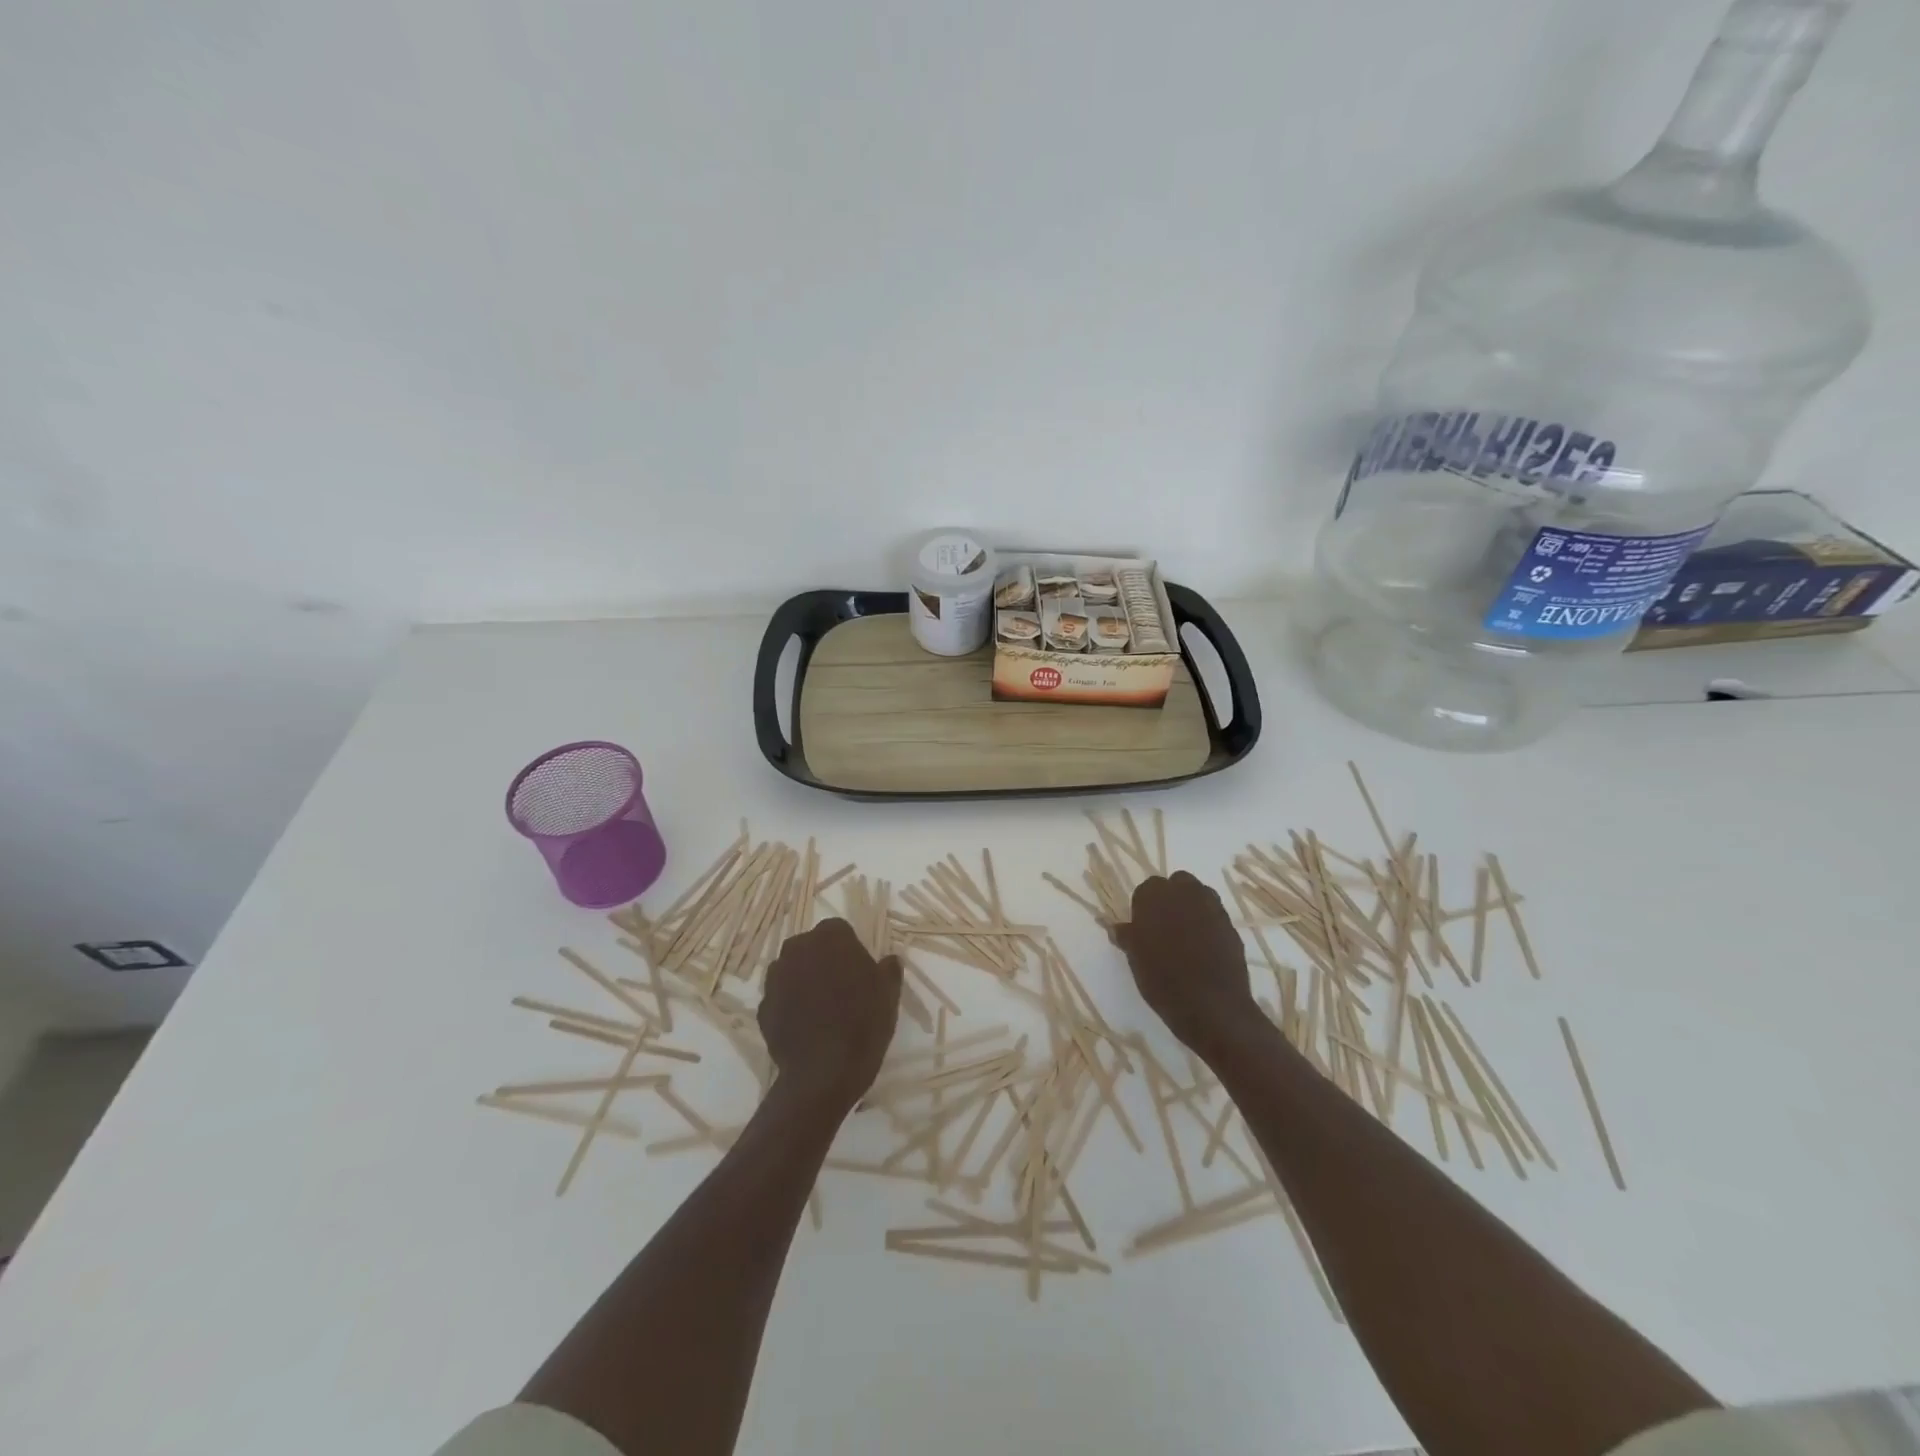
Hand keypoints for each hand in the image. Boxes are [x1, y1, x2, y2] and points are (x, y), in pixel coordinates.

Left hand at [759, 918, 902, 1109]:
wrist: (824, 1073)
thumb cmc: (863, 1024)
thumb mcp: (889, 995)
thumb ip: (888, 970)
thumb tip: (889, 960)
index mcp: (830, 937)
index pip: (839, 930)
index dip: (849, 950)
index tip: (859, 971)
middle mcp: (798, 949)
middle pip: (811, 947)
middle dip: (822, 961)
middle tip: (841, 988)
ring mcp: (776, 978)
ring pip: (792, 971)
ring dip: (803, 981)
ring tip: (821, 1010)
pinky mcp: (762, 1006)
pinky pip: (780, 998)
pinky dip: (790, 1006)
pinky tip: (805, 1027)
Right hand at [1113, 871, 1259, 1058]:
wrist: (1211, 1005)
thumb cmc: (1162, 979)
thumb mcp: (1135, 959)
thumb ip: (1127, 936)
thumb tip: (1117, 927)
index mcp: (1155, 896)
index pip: (1146, 889)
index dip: (1145, 908)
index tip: (1144, 928)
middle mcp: (1185, 892)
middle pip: (1177, 884)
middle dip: (1172, 899)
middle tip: (1164, 928)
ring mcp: (1212, 907)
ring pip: (1200, 896)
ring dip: (1192, 908)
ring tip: (1185, 937)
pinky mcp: (1231, 925)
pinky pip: (1215, 917)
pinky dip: (1209, 926)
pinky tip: (1204, 950)